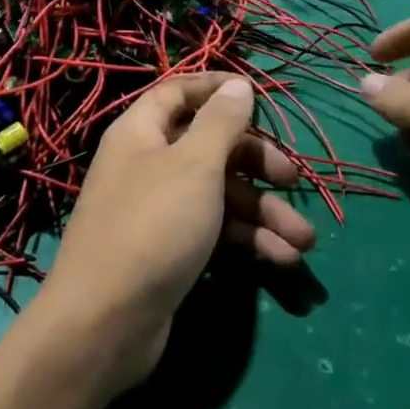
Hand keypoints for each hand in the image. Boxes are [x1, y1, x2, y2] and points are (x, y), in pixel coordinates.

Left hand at [34, 74, 314, 392]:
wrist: (105, 323)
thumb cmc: (153, 226)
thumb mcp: (194, 165)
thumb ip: (220, 122)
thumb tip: (237, 85)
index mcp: (142, 132)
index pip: (178, 92)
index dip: (216, 88)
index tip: (258, 94)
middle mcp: (147, 165)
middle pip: (209, 147)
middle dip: (256, 162)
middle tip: (294, 180)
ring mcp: (158, 211)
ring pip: (218, 195)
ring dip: (263, 213)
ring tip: (304, 241)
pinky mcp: (169, 251)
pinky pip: (213, 231)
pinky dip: (246, 242)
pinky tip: (282, 260)